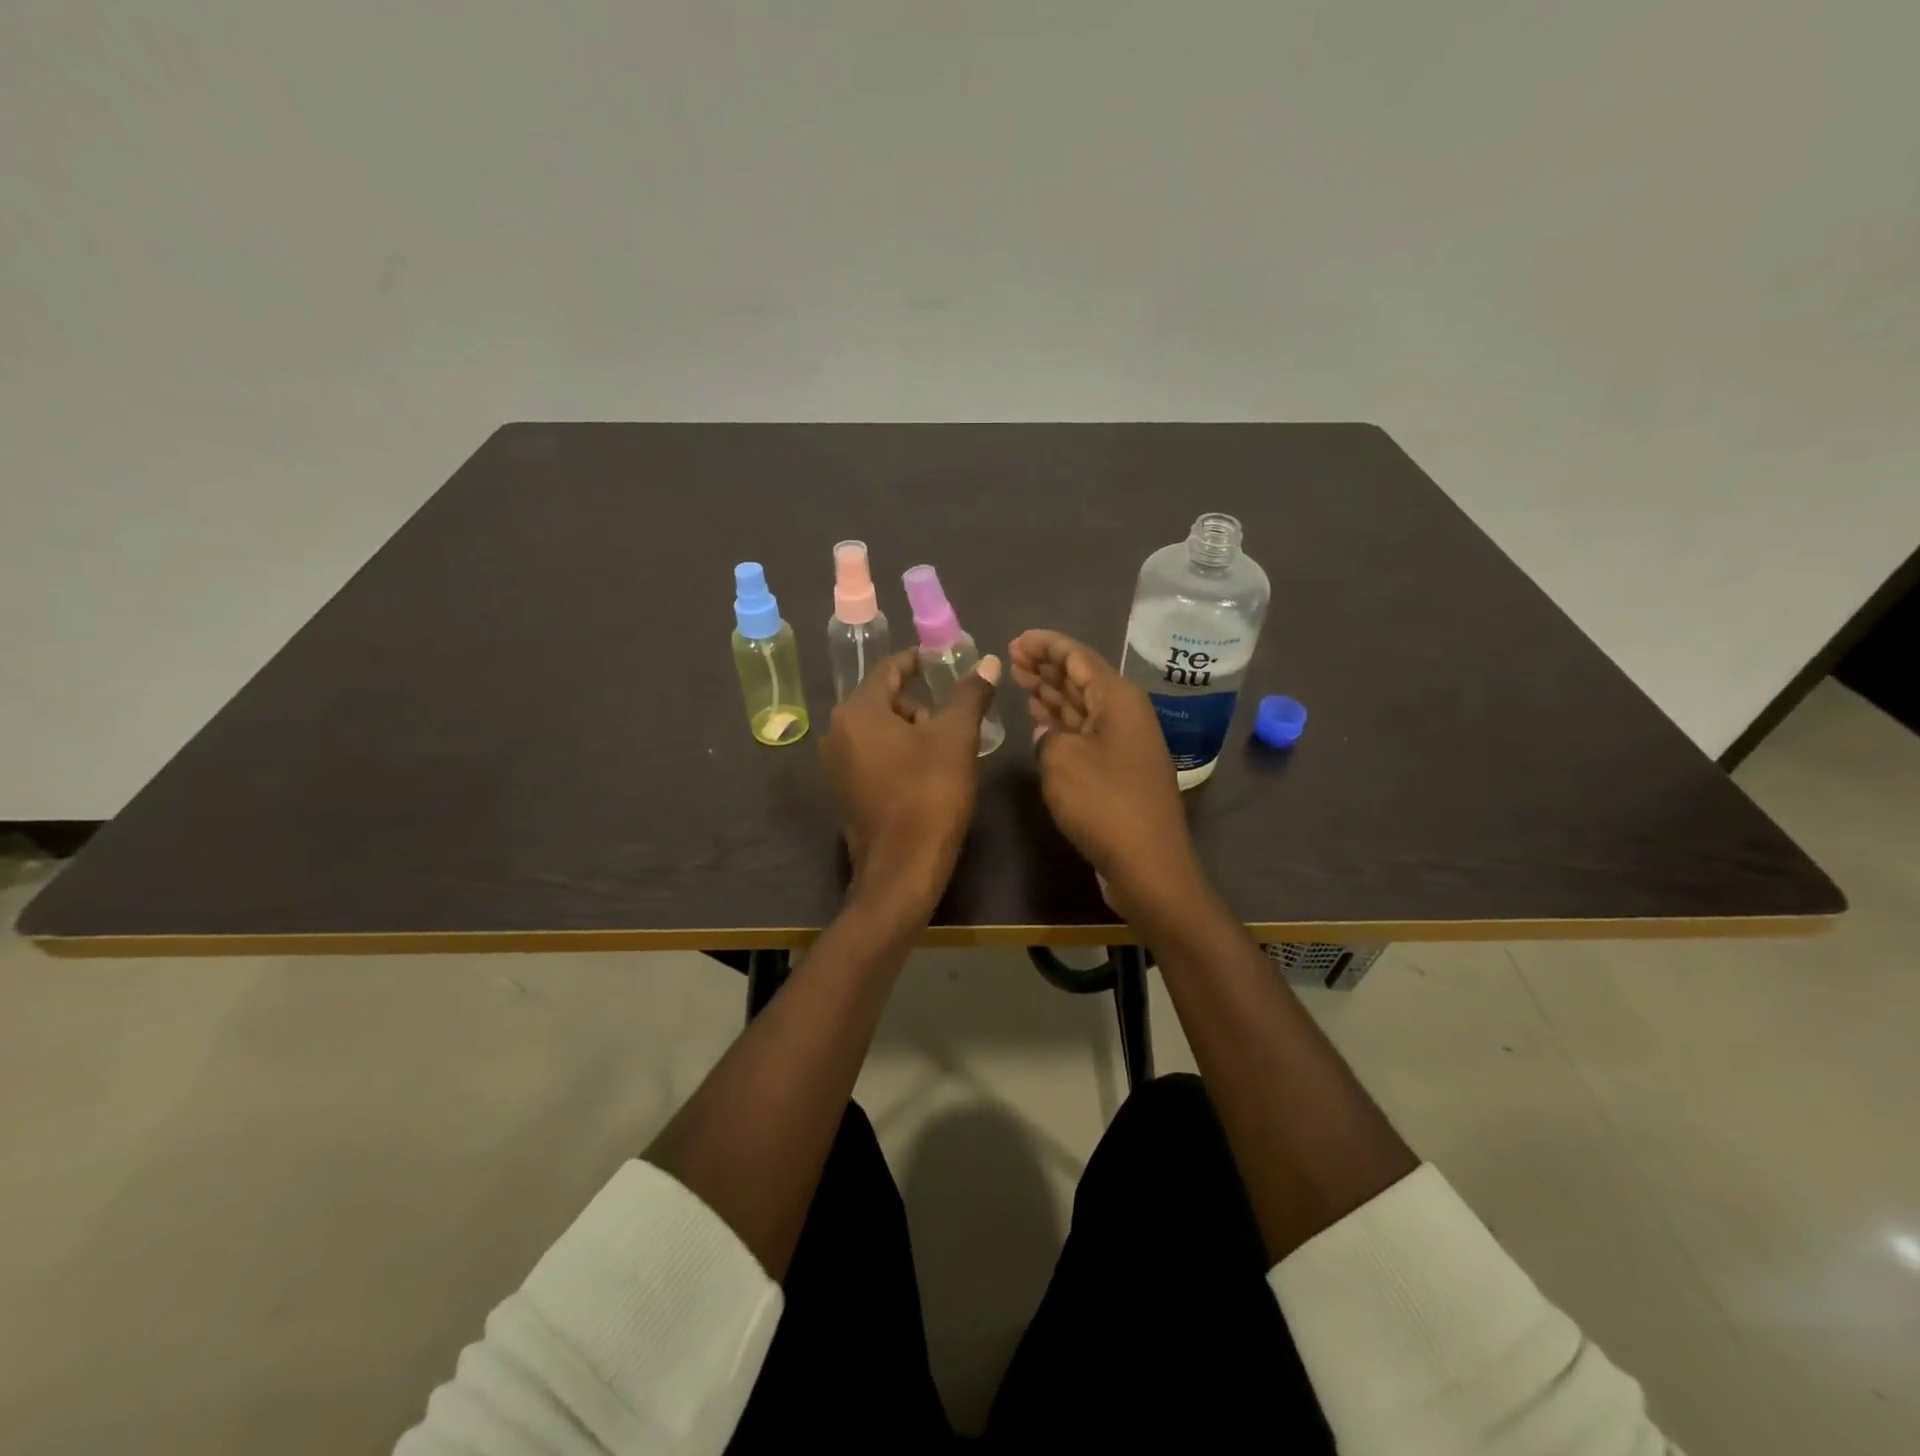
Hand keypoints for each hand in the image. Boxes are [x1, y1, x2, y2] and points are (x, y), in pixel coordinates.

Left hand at [821, 648, 1000, 912]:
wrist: (902, 868)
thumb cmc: (930, 794)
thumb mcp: (956, 738)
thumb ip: (969, 695)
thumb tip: (986, 661)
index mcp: (857, 712)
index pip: (888, 668)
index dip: (917, 660)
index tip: (943, 661)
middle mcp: (836, 732)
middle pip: (882, 700)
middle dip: (918, 704)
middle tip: (951, 722)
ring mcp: (835, 765)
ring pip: (878, 730)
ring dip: (909, 731)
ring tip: (944, 753)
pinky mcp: (843, 792)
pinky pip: (871, 756)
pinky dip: (896, 755)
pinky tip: (924, 775)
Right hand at [1009, 629, 1199, 910]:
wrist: (1147, 863)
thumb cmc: (1104, 804)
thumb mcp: (1061, 760)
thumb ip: (1048, 735)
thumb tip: (1049, 733)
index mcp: (1118, 700)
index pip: (1078, 657)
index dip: (1046, 645)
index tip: (1016, 640)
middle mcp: (1125, 715)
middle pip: (1082, 679)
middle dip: (1047, 666)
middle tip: (1012, 658)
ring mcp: (1124, 744)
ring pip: (1082, 707)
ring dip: (1053, 693)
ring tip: (1021, 679)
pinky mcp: (1118, 771)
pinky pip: (1085, 733)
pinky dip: (1061, 724)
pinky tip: (1041, 720)